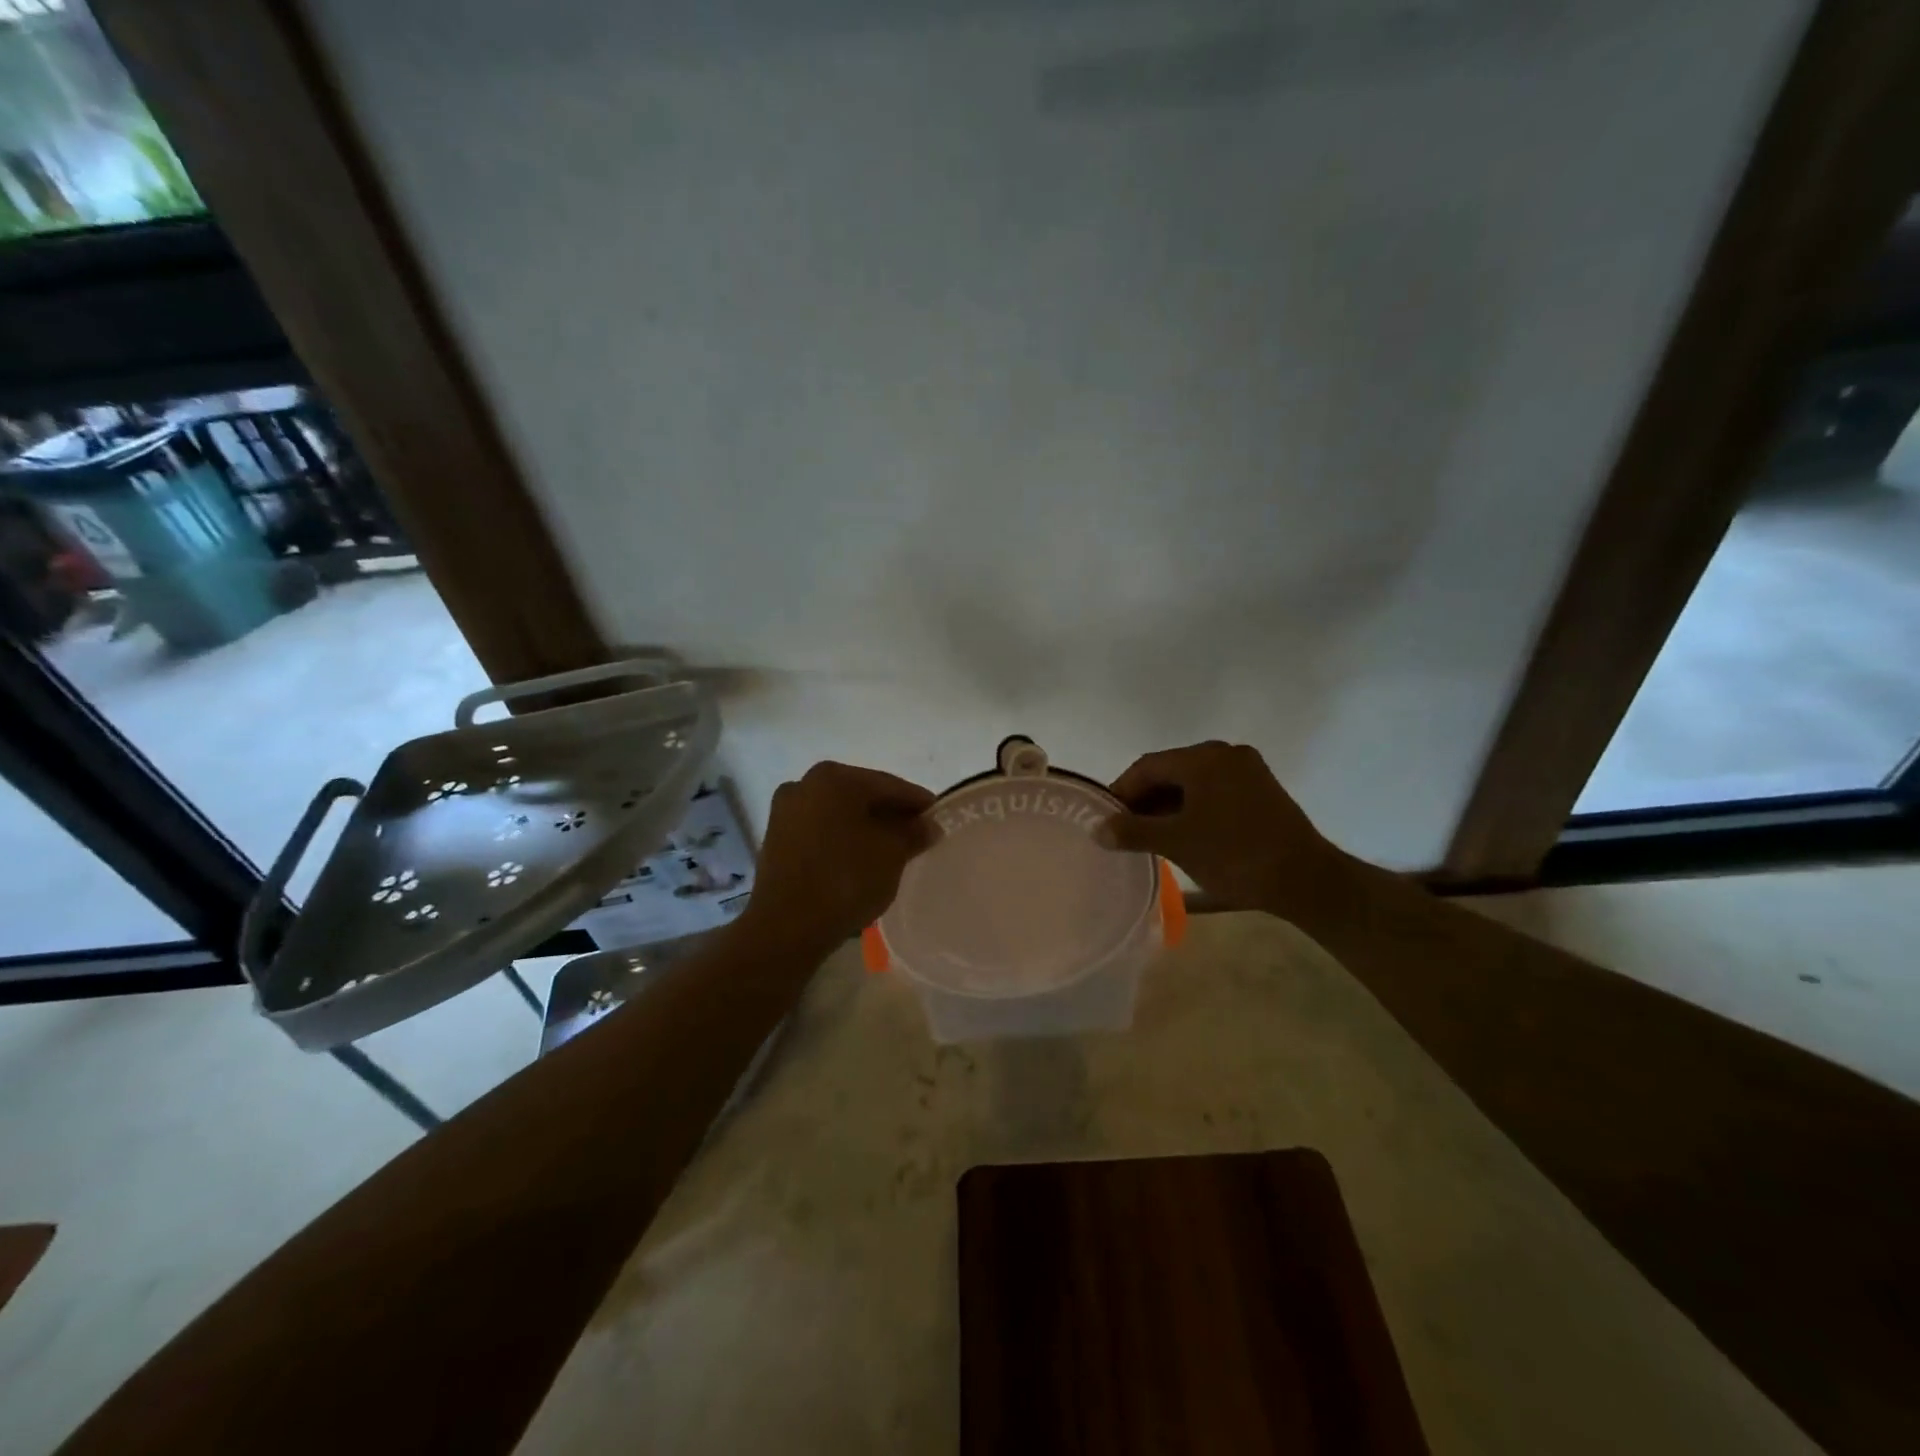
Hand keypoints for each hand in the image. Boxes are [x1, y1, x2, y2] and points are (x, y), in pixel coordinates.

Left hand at [738, 761, 935, 953]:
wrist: (786, 928)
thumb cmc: (845, 880)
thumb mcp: (892, 854)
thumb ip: (913, 833)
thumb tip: (927, 825)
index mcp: (834, 778)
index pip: (889, 785)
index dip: (917, 802)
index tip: (938, 817)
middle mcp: (805, 784)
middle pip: (861, 796)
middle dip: (890, 814)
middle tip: (917, 835)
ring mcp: (785, 811)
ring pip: (839, 814)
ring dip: (865, 827)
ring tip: (891, 850)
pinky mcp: (776, 839)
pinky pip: (821, 831)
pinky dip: (842, 839)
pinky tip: (859, 859)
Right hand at [1097, 742, 1349, 917]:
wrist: (1306, 879)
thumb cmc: (1234, 856)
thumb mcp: (1176, 843)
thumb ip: (1132, 831)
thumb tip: (1097, 829)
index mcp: (1203, 758)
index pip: (1147, 767)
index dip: (1121, 792)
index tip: (1106, 820)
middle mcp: (1226, 754)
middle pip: (1170, 772)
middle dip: (1145, 800)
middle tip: (1127, 831)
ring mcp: (1248, 771)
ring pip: (1193, 783)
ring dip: (1169, 806)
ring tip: (1152, 836)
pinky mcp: (1262, 790)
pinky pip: (1215, 791)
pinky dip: (1194, 808)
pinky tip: (1185, 833)